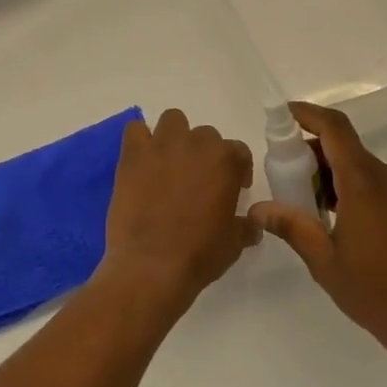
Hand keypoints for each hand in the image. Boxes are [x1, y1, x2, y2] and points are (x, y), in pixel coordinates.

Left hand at [98, 110, 256, 316]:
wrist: (152, 265)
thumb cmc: (200, 254)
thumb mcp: (234, 243)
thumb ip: (246, 226)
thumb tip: (254, 224)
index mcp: (226, 161)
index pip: (238, 151)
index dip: (237, 169)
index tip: (232, 188)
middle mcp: (196, 144)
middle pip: (205, 135)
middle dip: (204, 154)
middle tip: (197, 180)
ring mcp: (162, 146)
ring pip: (173, 121)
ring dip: (175, 137)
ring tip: (170, 164)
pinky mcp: (132, 155)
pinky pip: (135, 130)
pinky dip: (140, 140)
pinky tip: (142, 161)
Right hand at [249, 102, 386, 369]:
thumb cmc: (376, 292)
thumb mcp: (324, 261)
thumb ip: (292, 227)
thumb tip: (258, 207)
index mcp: (363, 184)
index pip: (335, 129)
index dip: (307, 114)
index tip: (280, 116)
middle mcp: (384, 178)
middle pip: (342, 144)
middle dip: (308, 148)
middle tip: (280, 171)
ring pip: (355, 162)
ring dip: (325, 169)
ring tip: (299, 199)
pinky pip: (368, 179)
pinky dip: (342, 183)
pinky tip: (325, 214)